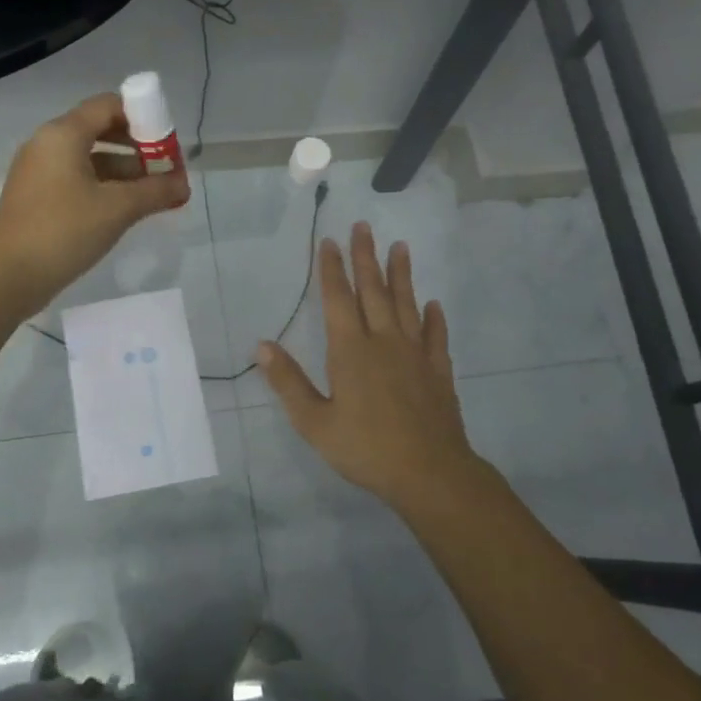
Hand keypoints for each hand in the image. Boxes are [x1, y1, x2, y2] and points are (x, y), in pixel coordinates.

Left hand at [0, 93, 189, 313]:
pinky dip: (103, 187)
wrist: (8, 276)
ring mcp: (39, 171)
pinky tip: (125, 209)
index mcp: (63, 134)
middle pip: (100, 129)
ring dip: (123, 171)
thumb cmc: (63, 231)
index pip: (109, 105)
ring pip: (89, 158)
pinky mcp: (37, 196)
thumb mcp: (117, 209)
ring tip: (154, 194)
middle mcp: (48, 144)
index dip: (143, 117)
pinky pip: (77, 179)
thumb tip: (184, 185)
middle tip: (165, 169)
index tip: (167, 143)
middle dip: (137, 147)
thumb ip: (155, 191)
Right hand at [258, 222, 487, 506]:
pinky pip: (436, 337)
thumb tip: (262, 345)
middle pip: (374, 291)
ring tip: (400, 247)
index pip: (338, 299)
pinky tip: (434, 305)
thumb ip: (288, 381)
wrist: (429, 473)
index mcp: (350, 351)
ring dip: (402, 275)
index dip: (332, 269)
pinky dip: (434, 319)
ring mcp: (415, 355)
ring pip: (407, 305)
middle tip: (364, 227)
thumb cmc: (365, 448)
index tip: (330, 241)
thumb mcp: (314, 422)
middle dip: (366, 258)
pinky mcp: (438, 372)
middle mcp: (384, 342)